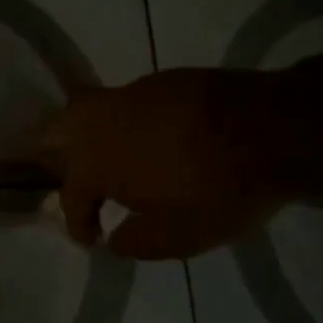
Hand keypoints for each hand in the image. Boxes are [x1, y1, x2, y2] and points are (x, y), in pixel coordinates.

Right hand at [38, 69, 291, 258]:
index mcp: (92, 165)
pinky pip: (124, 103)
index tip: (91, 239)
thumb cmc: (215, 189)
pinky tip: (148, 136)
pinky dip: (124, 122)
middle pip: (55, 136)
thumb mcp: (178, 237)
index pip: (70, 197)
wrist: (266, 129)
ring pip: (86, 112)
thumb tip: (114, 240)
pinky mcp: (157, 81)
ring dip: (88, 136)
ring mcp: (125, 97)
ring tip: (108, 157)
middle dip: (57, 160)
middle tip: (80, 184)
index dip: (77, 222)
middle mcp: (97, 125)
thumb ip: (136, 242)